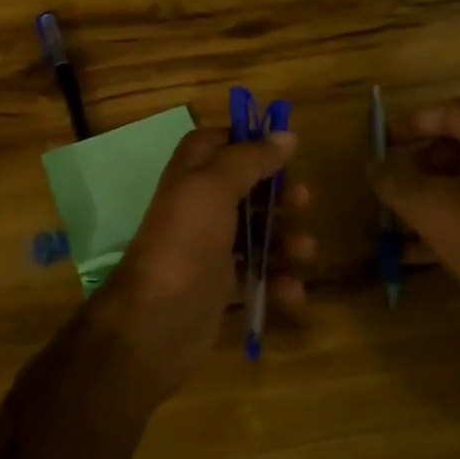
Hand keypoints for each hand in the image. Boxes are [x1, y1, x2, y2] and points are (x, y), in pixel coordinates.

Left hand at [91, 128, 313, 407]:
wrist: (155, 323)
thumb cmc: (185, 243)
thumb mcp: (214, 188)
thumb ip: (250, 158)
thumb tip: (286, 135)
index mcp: (191, 174)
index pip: (219, 143)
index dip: (249, 142)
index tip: (285, 148)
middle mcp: (199, 206)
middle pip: (247, 188)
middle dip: (279, 194)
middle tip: (304, 201)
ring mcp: (209, 248)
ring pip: (257, 232)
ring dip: (285, 239)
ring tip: (304, 252)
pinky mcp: (220, 286)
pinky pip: (257, 275)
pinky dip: (277, 280)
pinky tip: (291, 292)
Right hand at [371, 98, 459, 335]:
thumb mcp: (431, 208)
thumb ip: (395, 182)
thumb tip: (374, 166)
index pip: (449, 112)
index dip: (409, 125)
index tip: (381, 145)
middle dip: (418, 168)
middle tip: (390, 189)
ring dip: (432, 199)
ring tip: (397, 224)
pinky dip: (456, 220)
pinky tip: (419, 251)